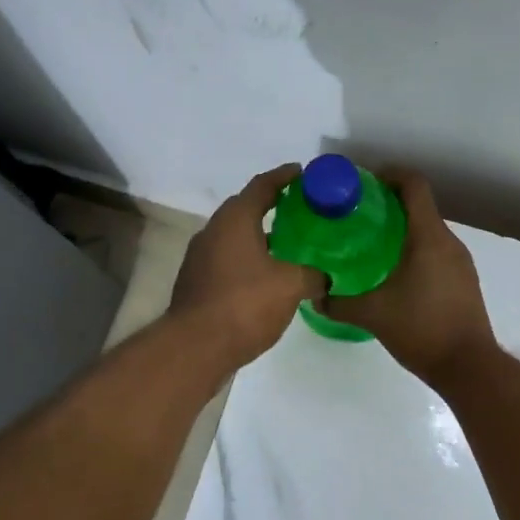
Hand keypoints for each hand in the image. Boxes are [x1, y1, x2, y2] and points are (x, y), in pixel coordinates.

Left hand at [172, 165, 325, 366]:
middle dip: (270, 205)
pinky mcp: (196, 282)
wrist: (195, 347)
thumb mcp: (290, 286)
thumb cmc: (244, 304)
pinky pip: (227, 259)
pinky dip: (247, 259)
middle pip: (244, 208)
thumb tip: (324, 277)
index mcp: (234, 220)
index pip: (262, 186)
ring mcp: (200, 258)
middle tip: (299, 209)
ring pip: (234, 236)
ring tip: (287, 245)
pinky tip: (266, 276)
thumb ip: (312, 275)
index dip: (283, 176)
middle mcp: (213, 231)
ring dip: (258, 236)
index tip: (301, 172)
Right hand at [320, 172, 497, 381]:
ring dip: (403, 228)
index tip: (364, 183)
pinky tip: (394, 271)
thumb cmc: (422, 330)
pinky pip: (437, 250)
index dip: (390, 175)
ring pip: (429, 230)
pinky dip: (415, 248)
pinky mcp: (464, 280)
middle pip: (420, 205)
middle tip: (357, 215)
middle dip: (389, 203)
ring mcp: (460, 262)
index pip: (414, 185)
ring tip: (370, 243)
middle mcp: (449, 242)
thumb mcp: (373, 315)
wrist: (470, 367)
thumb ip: (339, 303)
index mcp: (429, 237)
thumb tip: (314, 297)